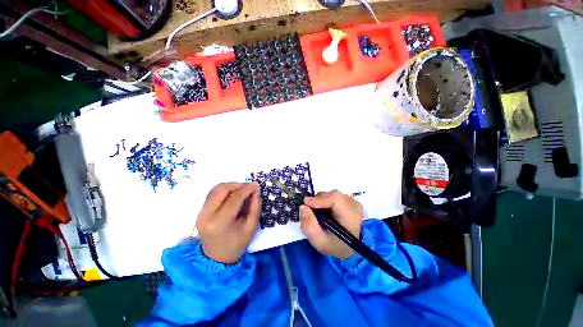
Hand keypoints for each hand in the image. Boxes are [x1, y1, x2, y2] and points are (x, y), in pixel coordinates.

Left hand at [196, 182, 259, 263]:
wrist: (217, 258)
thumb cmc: (237, 244)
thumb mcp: (251, 227)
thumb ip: (255, 207)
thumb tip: (255, 191)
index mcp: (220, 223)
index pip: (234, 198)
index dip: (246, 189)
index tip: (256, 185)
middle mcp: (206, 215)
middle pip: (221, 190)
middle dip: (237, 185)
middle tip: (248, 187)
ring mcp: (201, 213)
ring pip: (215, 189)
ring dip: (230, 186)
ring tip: (241, 190)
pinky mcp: (200, 211)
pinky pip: (212, 194)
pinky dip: (224, 190)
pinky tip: (233, 195)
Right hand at [300, 190, 363, 259]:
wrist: (349, 247)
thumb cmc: (335, 246)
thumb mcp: (319, 242)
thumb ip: (309, 226)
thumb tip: (303, 207)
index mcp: (351, 216)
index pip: (335, 199)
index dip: (319, 199)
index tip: (306, 203)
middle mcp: (354, 205)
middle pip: (332, 195)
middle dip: (318, 201)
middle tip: (310, 212)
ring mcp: (352, 201)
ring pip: (331, 195)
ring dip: (321, 202)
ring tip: (319, 215)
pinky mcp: (349, 200)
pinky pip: (333, 196)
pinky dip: (325, 202)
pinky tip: (325, 212)